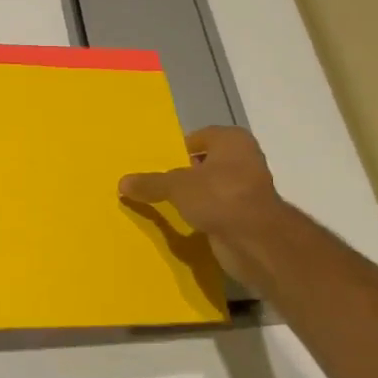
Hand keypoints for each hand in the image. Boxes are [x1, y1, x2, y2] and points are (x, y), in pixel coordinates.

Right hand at [119, 126, 290, 285]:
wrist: (255, 239)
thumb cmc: (218, 196)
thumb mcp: (176, 186)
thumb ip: (150, 183)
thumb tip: (122, 183)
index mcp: (232, 140)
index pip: (199, 138)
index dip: (178, 150)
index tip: (158, 164)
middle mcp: (244, 159)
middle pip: (205, 163)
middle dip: (184, 173)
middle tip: (157, 183)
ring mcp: (248, 189)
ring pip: (212, 188)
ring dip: (194, 196)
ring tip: (166, 203)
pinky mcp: (247, 215)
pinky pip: (217, 209)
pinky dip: (203, 215)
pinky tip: (184, 222)